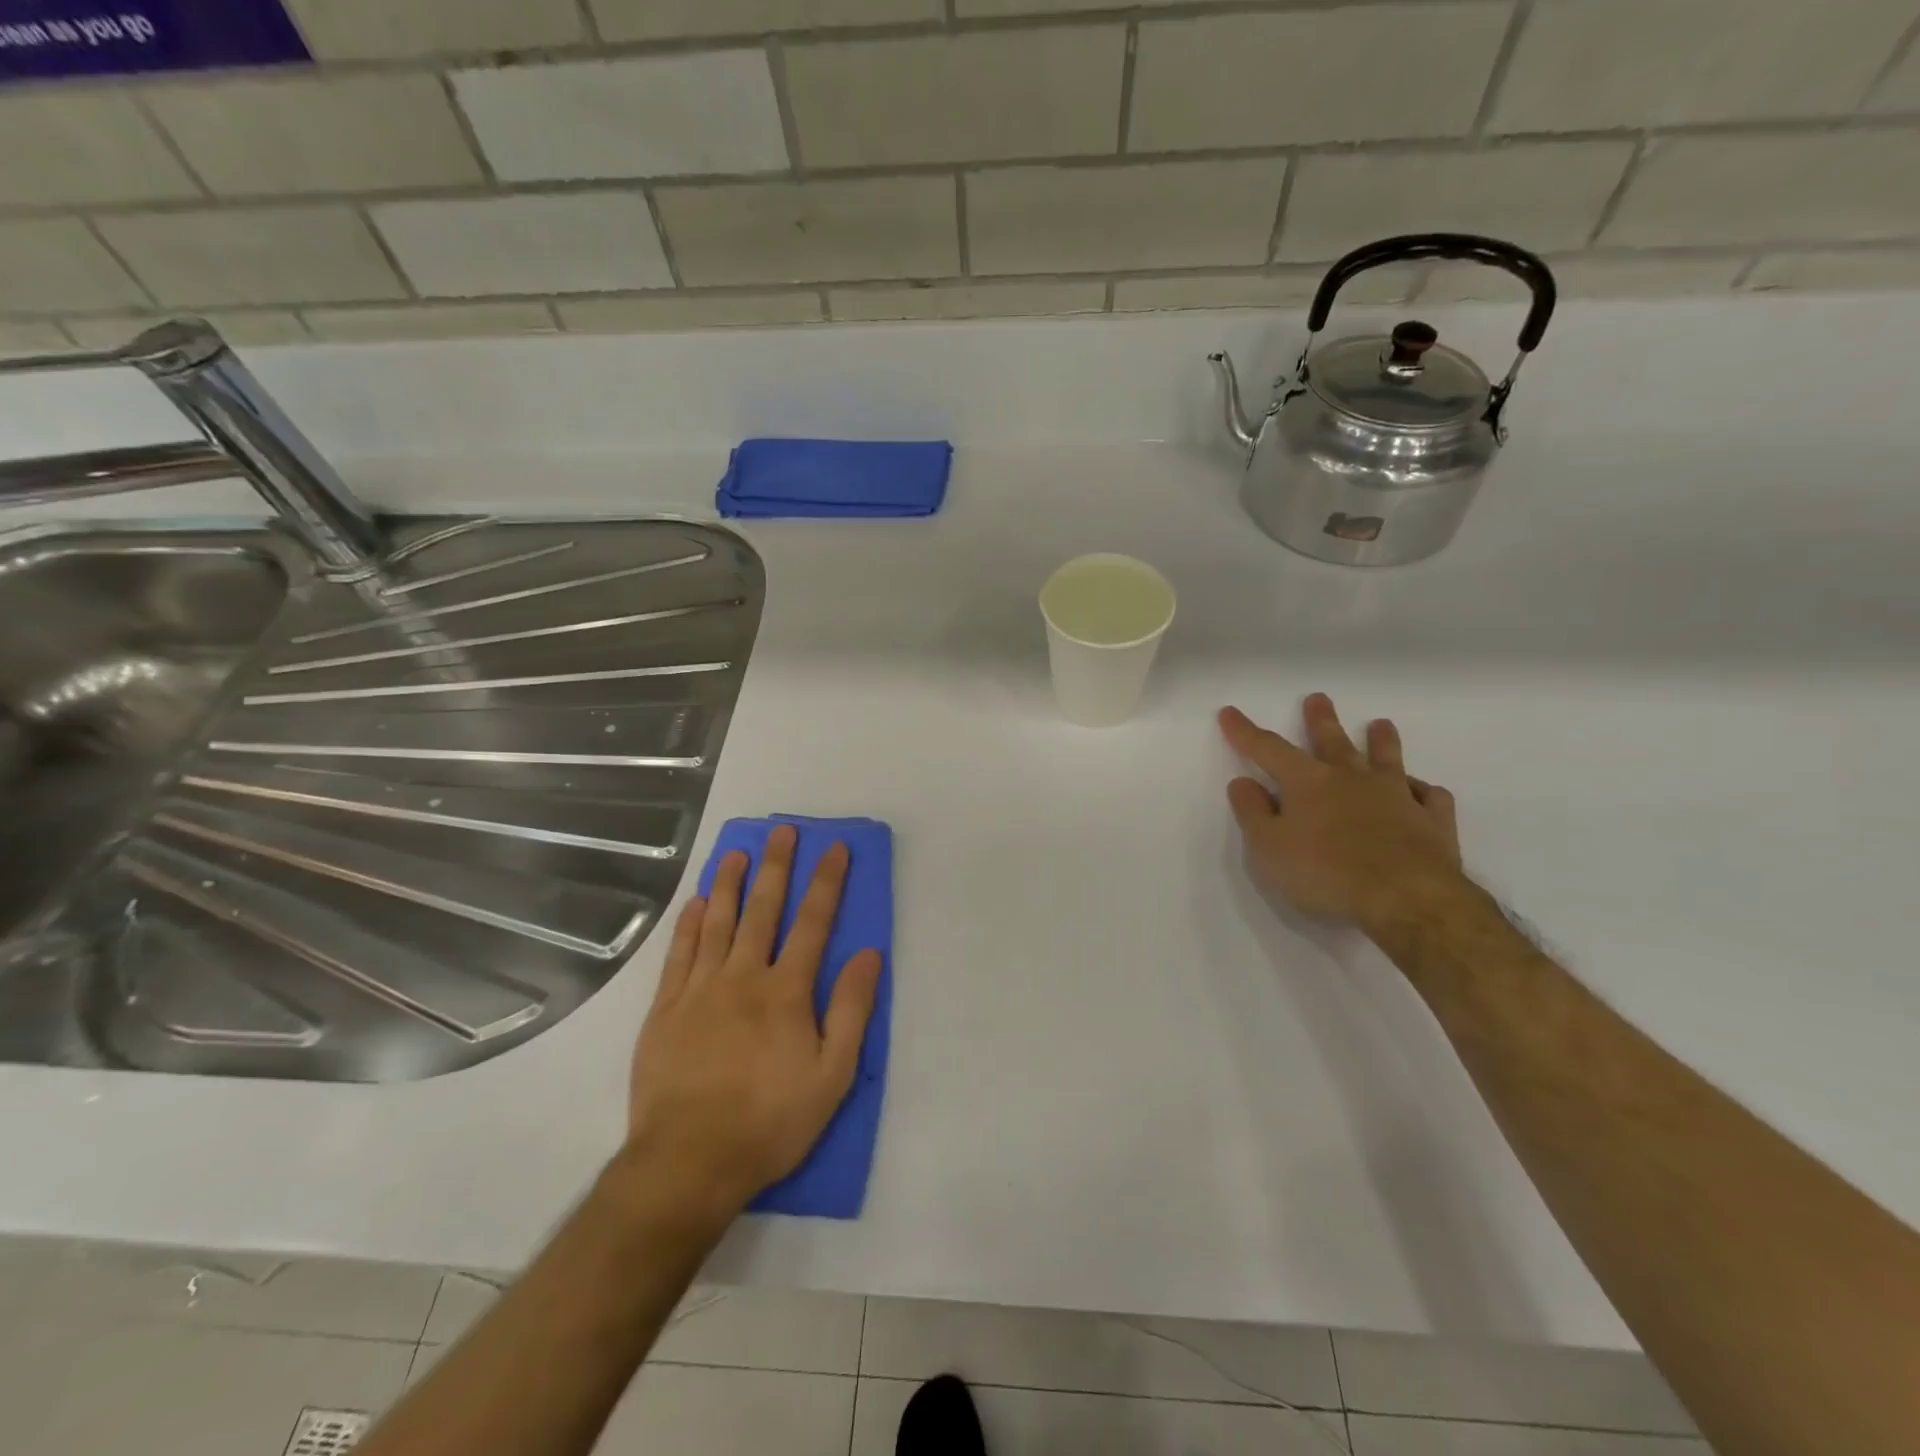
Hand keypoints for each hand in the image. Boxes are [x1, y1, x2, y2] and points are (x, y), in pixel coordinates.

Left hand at [624, 824, 882, 1217]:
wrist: (688, 1162)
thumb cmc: (770, 1121)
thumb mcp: (833, 1075)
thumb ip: (851, 1009)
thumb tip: (869, 954)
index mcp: (786, 992)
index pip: (813, 923)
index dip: (827, 882)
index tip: (835, 848)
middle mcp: (743, 977)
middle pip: (763, 910)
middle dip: (776, 867)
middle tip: (782, 831)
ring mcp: (699, 990)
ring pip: (717, 922)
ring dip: (728, 882)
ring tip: (736, 851)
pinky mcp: (665, 1009)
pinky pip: (679, 954)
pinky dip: (689, 923)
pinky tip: (696, 902)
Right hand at [1220, 694, 1464, 932]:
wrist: (1407, 898)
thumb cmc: (1325, 873)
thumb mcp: (1269, 847)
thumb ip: (1253, 813)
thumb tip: (1242, 782)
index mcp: (1308, 783)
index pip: (1269, 749)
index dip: (1246, 732)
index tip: (1229, 712)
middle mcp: (1352, 780)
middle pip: (1333, 742)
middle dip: (1321, 720)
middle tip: (1318, 699)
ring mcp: (1397, 797)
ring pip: (1387, 760)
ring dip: (1381, 741)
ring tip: (1380, 724)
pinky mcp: (1432, 822)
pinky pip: (1431, 797)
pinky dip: (1425, 790)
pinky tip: (1424, 790)